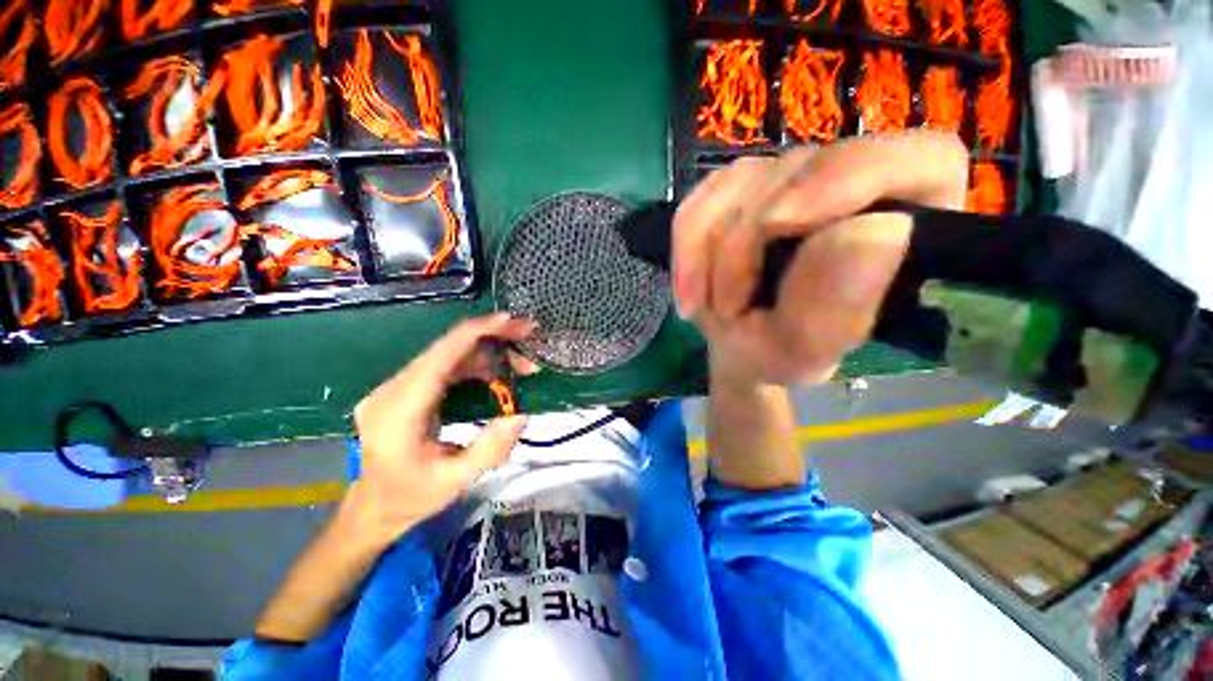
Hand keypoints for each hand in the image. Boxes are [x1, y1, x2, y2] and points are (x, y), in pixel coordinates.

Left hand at [347, 313, 537, 543]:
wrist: (374, 507)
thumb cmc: (412, 497)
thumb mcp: (456, 481)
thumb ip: (490, 448)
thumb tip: (521, 413)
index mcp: (399, 410)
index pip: (440, 357)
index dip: (476, 333)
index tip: (510, 321)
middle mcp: (392, 390)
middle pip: (448, 350)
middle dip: (492, 342)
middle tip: (528, 347)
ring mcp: (396, 387)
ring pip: (449, 356)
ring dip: (488, 355)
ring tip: (522, 366)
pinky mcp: (405, 390)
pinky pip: (445, 367)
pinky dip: (476, 365)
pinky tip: (498, 374)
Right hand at [672, 131, 968, 385]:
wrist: (735, 345)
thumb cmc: (779, 353)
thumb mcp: (805, 351)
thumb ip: (839, 308)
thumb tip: (875, 228)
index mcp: (905, 221)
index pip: (912, 160)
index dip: (846, 177)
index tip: (778, 223)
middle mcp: (852, 181)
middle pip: (796, 173)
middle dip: (741, 248)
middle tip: (726, 311)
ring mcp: (792, 175)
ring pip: (738, 183)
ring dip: (705, 254)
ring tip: (701, 308)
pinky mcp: (742, 183)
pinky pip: (702, 198)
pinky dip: (686, 245)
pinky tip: (687, 286)